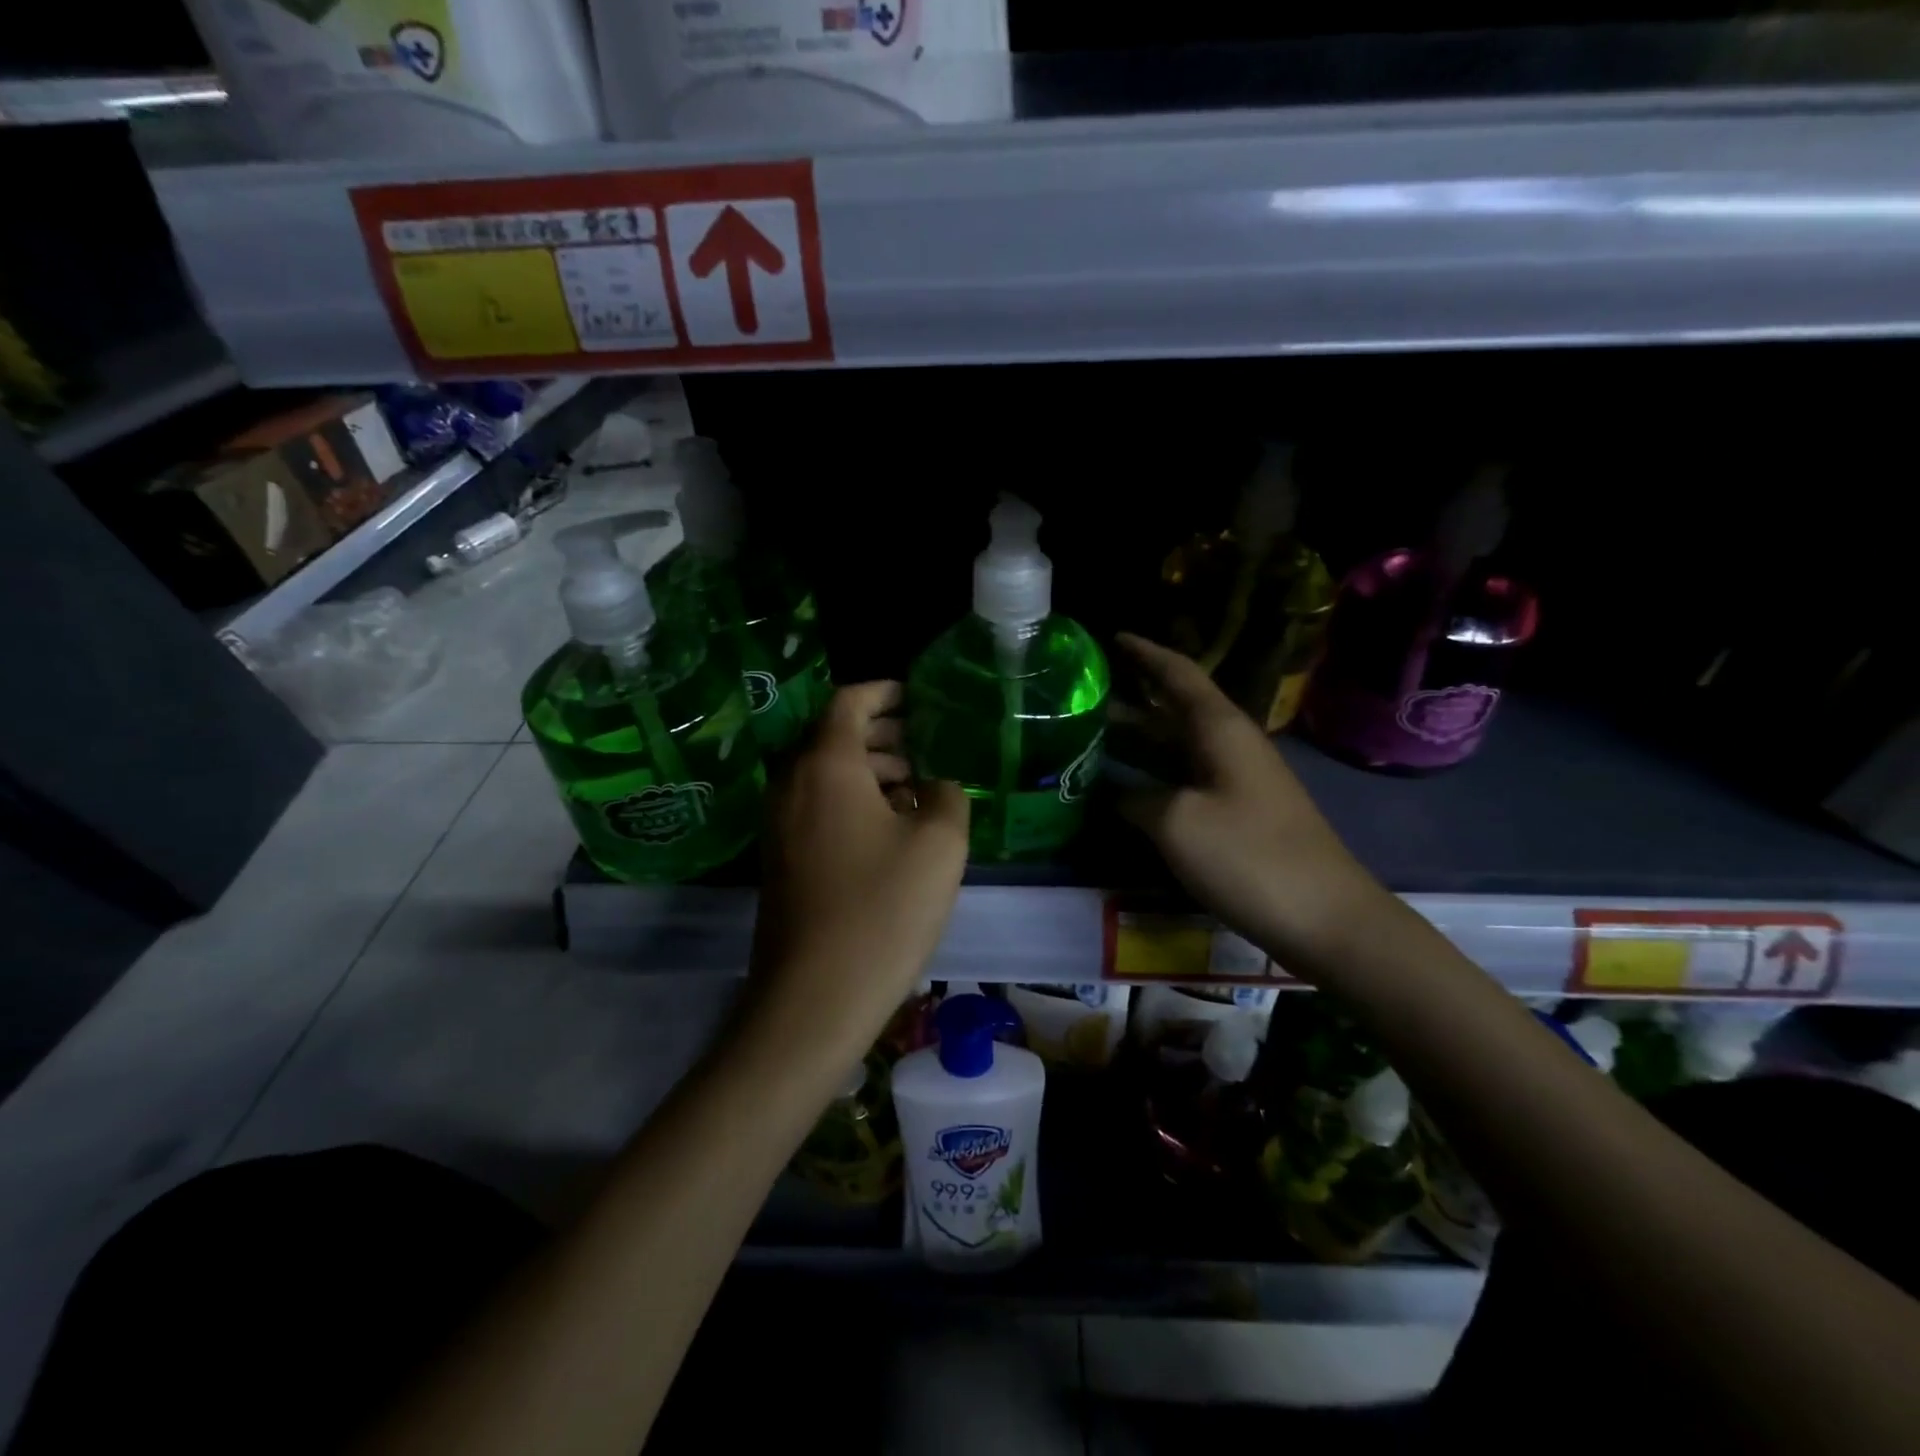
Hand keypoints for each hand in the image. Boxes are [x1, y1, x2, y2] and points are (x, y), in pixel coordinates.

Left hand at [747, 682, 969, 1047]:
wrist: (813, 998)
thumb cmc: (882, 909)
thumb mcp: (939, 844)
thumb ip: (948, 795)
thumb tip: (937, 785)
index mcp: (826, 764)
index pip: (849, 701)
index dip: (885, 691)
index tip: (919, 696)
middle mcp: (792, 783)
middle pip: (834, 736)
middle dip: (883, 733)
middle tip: (929, 743)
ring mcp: (779, 823)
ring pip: (826, 774)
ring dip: (870, 770)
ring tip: (919, 787)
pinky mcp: (780, 859)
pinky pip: (817, 807)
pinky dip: (853, 801)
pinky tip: (892, 830)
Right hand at [1114, 634, 1387, 971]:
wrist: (1324, 917)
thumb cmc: (1248, 856)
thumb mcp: (1177, 823)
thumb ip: (1136, 799)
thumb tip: (1113, 794)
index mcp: (1220, 729)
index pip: (1178, 674)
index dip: (1145, 653)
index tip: (1112, 636)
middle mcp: (1229, 746)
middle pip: (1174, 710)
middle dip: (1130, 699)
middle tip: (1082, 696)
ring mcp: (1236, 782)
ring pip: (1177, 748)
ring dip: (1136, 741)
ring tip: (1088, 738)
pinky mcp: (1237, 815)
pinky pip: (1184, 781)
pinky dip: (1151, 777)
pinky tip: (1122, 791)